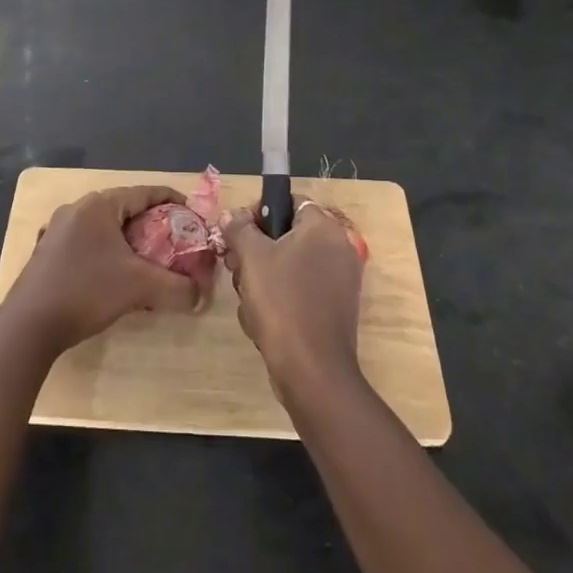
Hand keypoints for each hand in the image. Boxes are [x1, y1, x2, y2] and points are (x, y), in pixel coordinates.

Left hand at [4, 186, 200, 352]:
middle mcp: (77, 209)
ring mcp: (58, 229)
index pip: (145, 192)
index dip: (173, 201)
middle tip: (175, 243)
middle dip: (153, 225)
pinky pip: (88, 243)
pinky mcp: (48, 251)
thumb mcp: (139, 287)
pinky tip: (115, 277)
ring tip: (149, 262)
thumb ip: (176, 287)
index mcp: (100, 205)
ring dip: (129, 241)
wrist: (29, 324)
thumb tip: (200, 296)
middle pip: (125, 209)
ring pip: (105, 228)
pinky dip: (108, 253)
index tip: (193, 217)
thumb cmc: (86, 291)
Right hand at [223, 198, 364, 401]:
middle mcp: (338, 248)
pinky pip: (299, 290)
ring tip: (248, 299)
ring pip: (288, 264)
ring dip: (261, 278)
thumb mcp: (252, 257)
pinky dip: (278, 299)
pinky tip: (261, 319)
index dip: (259, 211)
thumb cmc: (282, 302)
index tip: (238, 233)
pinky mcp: (334, 309)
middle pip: (286, 234)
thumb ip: (239, 228)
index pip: (288, 201)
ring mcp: (339, 281)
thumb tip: (232, 214)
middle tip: (236, 268)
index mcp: (324, 228)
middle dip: (256, 250)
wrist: (312, 371)